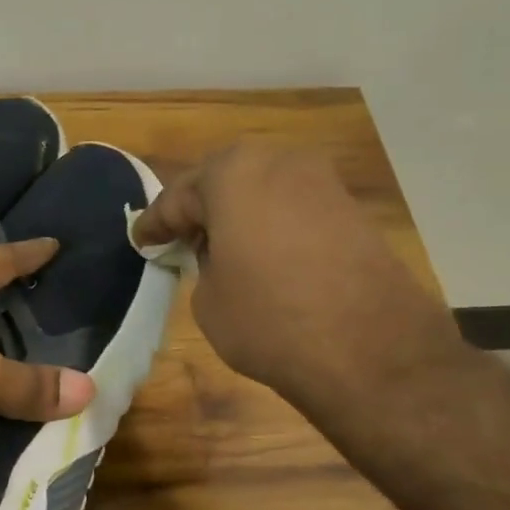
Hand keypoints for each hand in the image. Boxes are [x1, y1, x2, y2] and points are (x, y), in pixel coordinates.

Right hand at [132, 146, 463, 409]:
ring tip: (221, 247)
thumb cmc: (268, 317)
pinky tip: (264, 255)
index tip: (140, 240)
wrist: (369, 348)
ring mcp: (322, 182)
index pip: (178, 198)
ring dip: (239, 215)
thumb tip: (221, 256)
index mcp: (232, 173)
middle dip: (199, 208)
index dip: (155, 224)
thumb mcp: (208, 299)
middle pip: (224, 181)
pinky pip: (294, 209)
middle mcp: (279, 161)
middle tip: (179, 237)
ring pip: (263, 191)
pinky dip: (273, 226)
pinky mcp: (352, 210)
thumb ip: (204, 265)